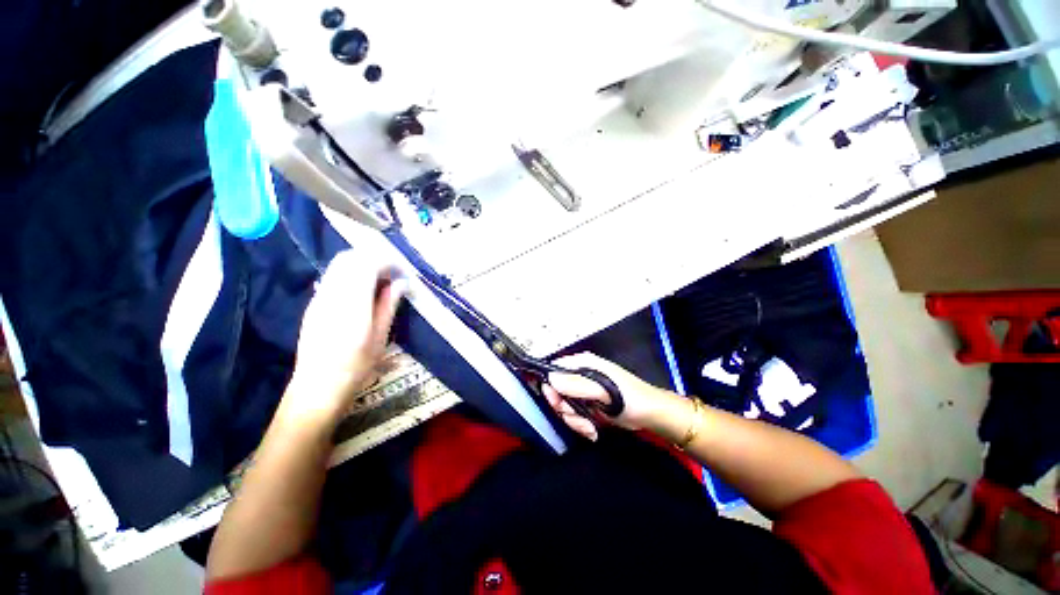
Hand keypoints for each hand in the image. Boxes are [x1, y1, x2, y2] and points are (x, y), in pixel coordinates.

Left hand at [286, 250, 405, 420]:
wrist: (319, 386)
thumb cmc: (356, 365)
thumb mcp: (380, 335)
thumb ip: (388, 304)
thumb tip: (401, 283)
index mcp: (352, 302)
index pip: (367, 264)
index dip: (387, 262)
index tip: (402, 272)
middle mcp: (332, 294)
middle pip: (349, 258)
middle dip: (374, 259)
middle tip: (392, 274)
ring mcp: (319, 298)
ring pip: (339, 265)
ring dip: (362, 265)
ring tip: (380, 282)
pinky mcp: (314, 304)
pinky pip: (333, 277)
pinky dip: (351, 274)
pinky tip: (362, 292)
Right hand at [543, 352, 677, 440]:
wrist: (650, 415)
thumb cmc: (630, 397)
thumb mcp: (604, 390)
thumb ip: (578, 384)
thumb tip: (551, 379)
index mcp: (583, 363)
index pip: (555, 369)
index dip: (551, 385)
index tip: (557, 402)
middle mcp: (580, 375)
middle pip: (557, 391)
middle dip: (565, 408)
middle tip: (578, 416)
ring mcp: (583, 391)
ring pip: (564, 406)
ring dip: (575, 421)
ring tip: (590, 427)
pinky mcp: (587, 405)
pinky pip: (574, 415)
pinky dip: (581, 425)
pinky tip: (593, 429)